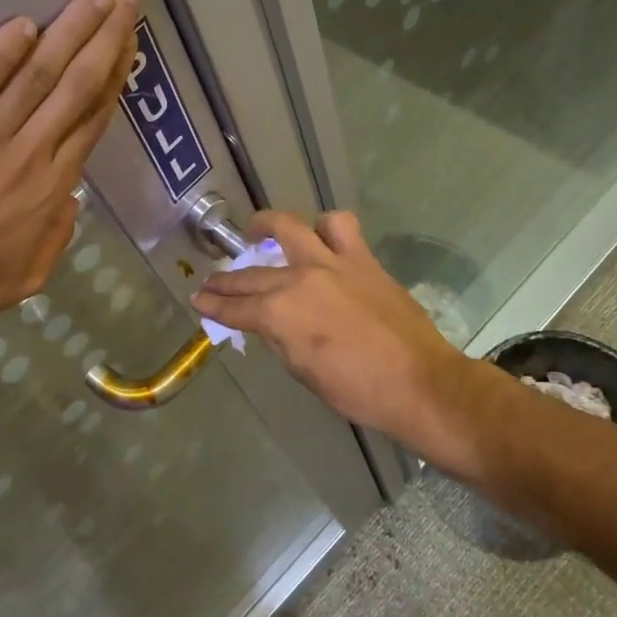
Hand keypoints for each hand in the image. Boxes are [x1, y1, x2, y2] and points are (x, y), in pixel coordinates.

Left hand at [0, 0, 139, 343]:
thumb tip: (71, 197)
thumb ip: (56, 235)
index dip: (114, 76)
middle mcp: (27, 155)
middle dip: (105, 37)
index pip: (91, 120)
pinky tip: (24, 24)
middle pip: (75, 87)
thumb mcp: (25, 277)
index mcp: (49, 189)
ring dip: (69, 31)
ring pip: (37, 76)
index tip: (128, 41)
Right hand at [191, 210, 489, 471]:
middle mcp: (299, 279)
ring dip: (268, 227)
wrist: (419, 383)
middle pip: (252, 275)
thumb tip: (269, 324)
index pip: (236, 308)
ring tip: (259, 231)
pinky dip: (325, 226)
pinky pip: (340, 227)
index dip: (213, 306)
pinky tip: (319, 236)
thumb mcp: (304, 372)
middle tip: (212, 281)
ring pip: (290, 227)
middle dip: (226, 279)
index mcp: (280, 314)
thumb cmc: (357, 390)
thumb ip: (280, 339)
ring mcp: (331, 263)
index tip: (198, 300)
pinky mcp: (362, 259)